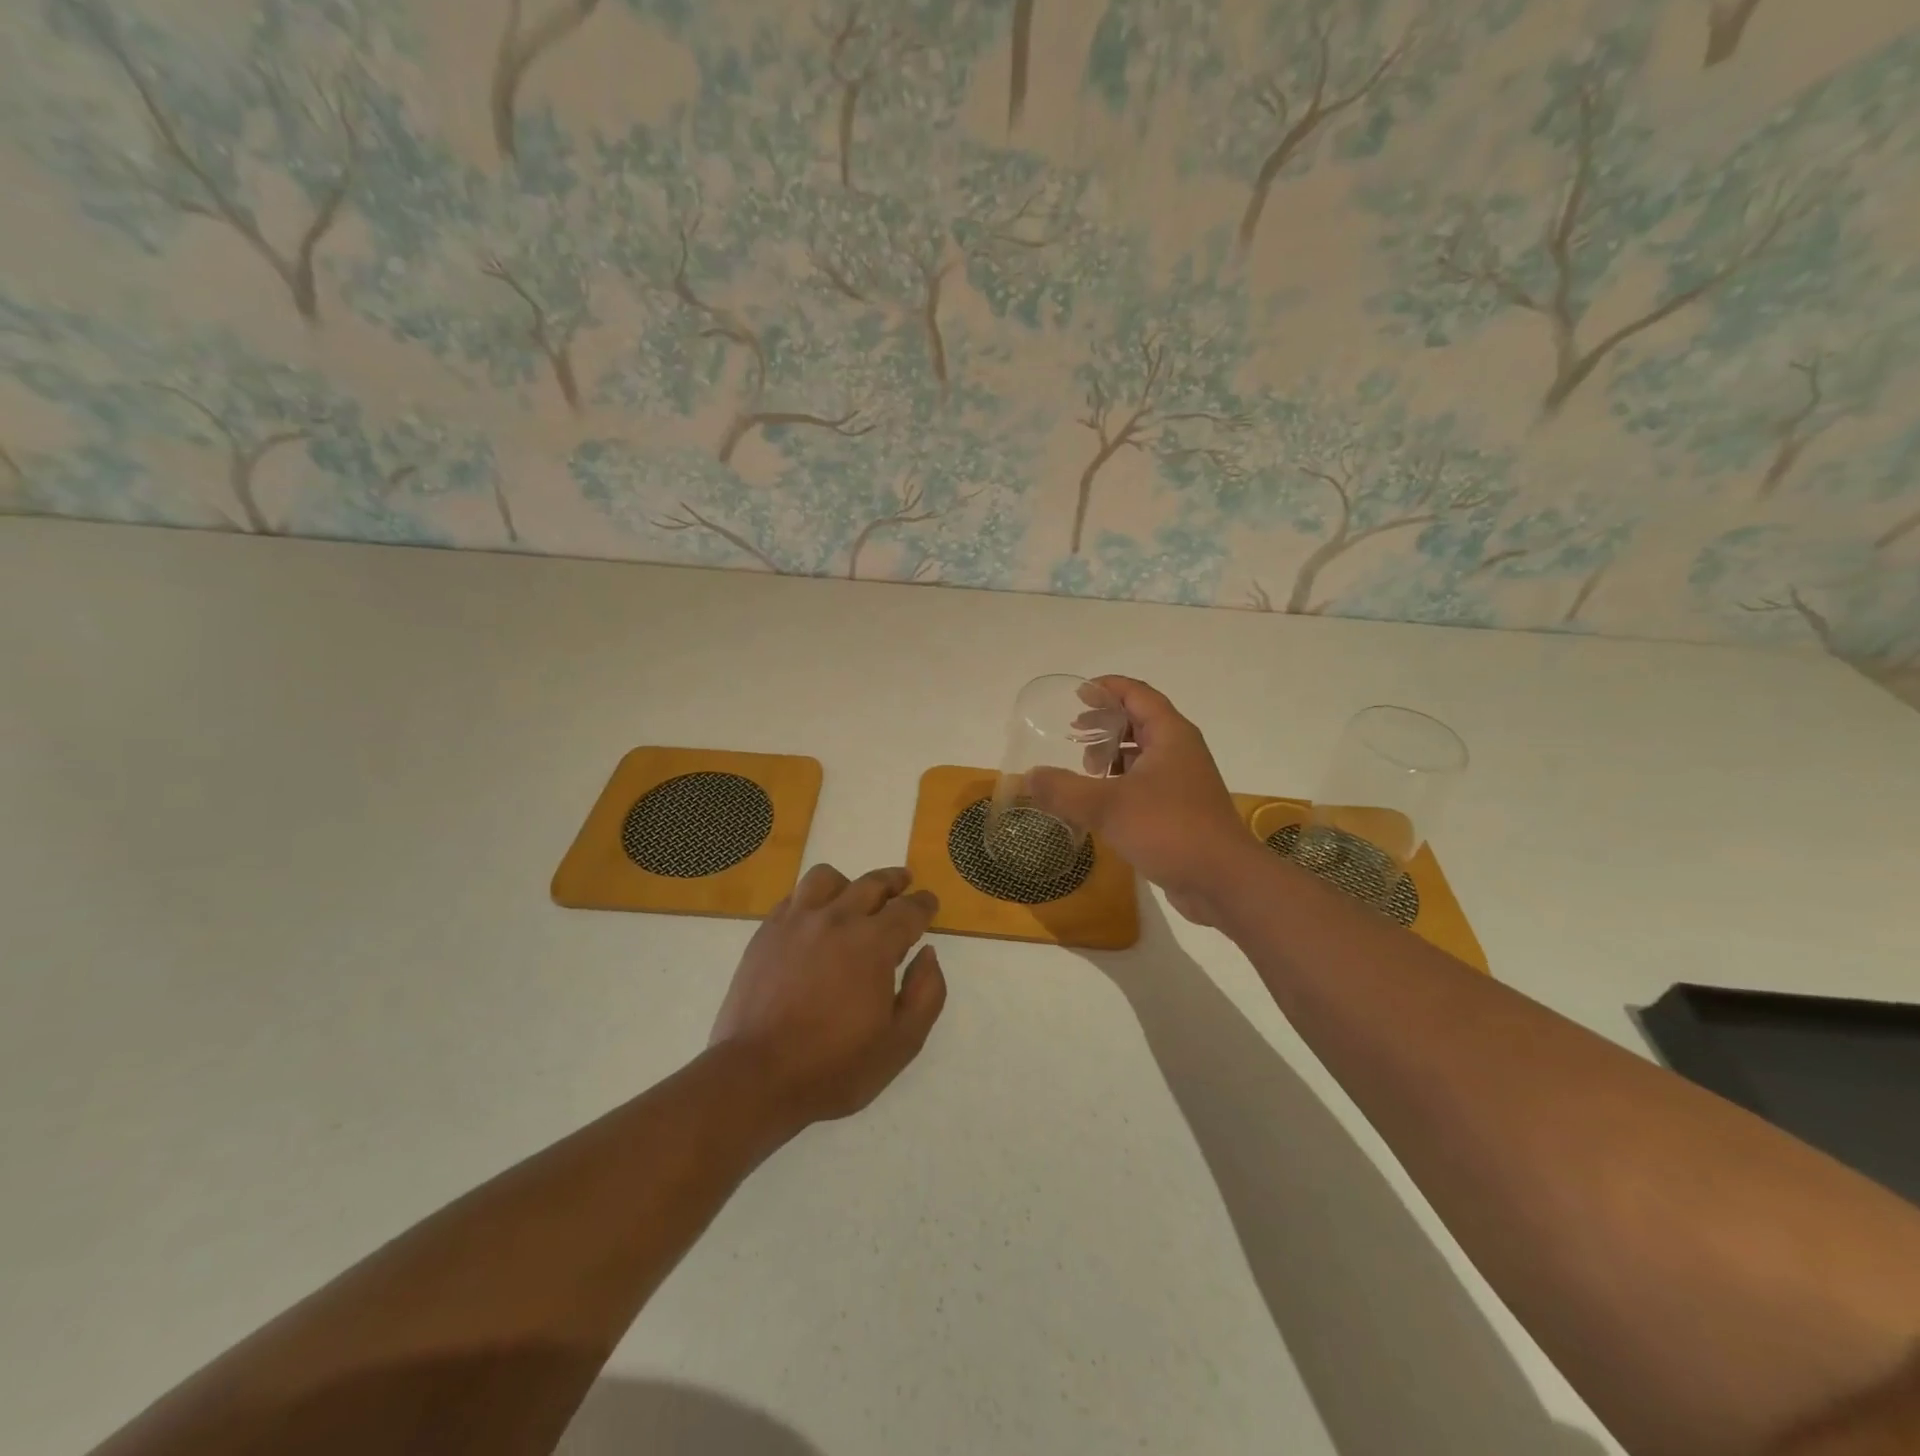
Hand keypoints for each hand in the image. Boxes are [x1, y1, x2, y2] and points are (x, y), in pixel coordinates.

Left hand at [710, 864, 946, 1127]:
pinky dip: (812, 899)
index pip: (908, 910)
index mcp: (874, 943)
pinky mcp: (766, 933)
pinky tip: (814, 918)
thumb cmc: (835, 1066)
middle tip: (902, 883)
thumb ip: (926, 993)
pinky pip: (794, 898)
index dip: (924, 905)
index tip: (929, 903)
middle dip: (893, 881)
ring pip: (827, 879)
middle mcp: (837, 920)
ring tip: (852, 896)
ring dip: (848, 884)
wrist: (757, 1077)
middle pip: (871, 884)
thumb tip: (927, 954)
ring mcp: (797, 922)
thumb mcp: (901, 1043)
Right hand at [1027, 676, 1254, 925]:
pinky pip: (1146, 783)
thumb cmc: (1169, 829)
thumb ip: (1064, 790)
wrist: (1223, 881)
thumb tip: (1028, 777)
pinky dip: (1121, 782)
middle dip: (1106, 722)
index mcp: (1170, 735)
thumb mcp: (1108, 806)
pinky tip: (1101, 802)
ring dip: (1113, 754)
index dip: (1108, 688)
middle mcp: (1180, 751)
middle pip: (1140, 721)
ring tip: (1084, 766)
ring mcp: (1183, 782)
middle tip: (1073, 732)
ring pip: (1143, 754)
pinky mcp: (1181, 810)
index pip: (1138, 694)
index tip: (1077, 694)